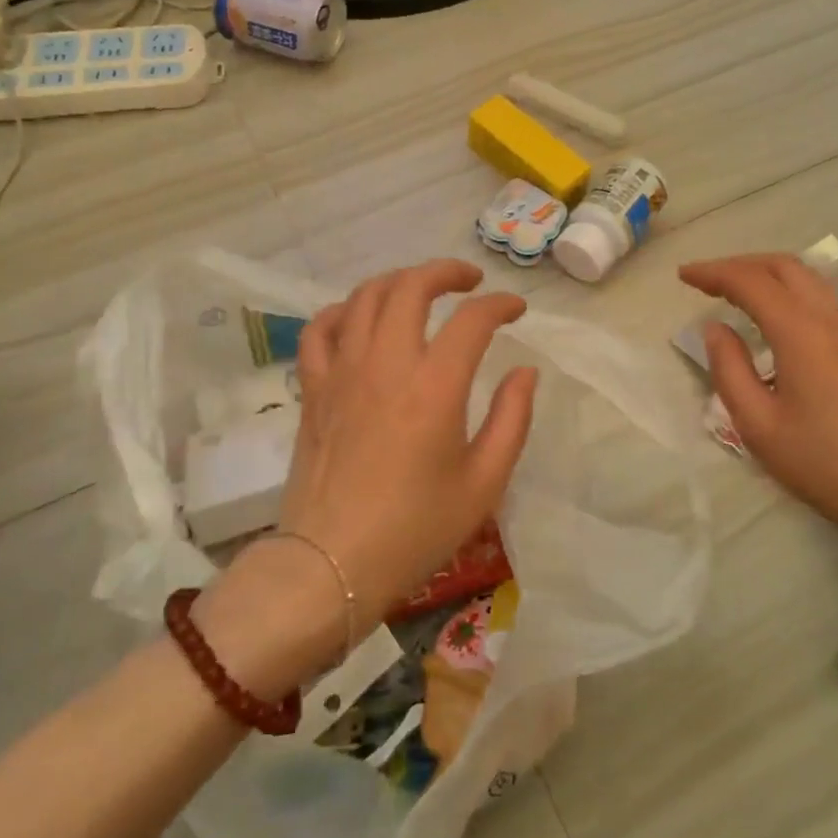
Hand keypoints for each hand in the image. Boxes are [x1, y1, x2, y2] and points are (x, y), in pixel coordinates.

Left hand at [197, 260, 537, 696]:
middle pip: (411, 287)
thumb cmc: (416, 530)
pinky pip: (319, 330)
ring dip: (398, 282)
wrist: (332, 565)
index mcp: (434, 387)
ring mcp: (342, 372)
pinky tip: (358, 319)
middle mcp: (385, 364)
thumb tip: (525, 372)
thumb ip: (512, 419)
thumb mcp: (484, 483)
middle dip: (446, 272)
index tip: (516, 311)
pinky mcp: (313, 389)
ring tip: (421, 291)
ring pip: (364, 297)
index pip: (472, 320)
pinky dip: (341, 312)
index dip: (500, 305)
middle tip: (470, 281)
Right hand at [679, 254, 837, 575]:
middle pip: (785, 266)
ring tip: (736, 293)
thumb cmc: (827, 464)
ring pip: (809, 280)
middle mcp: (831, 320)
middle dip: (741, 263)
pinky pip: (823, 300)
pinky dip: (790, 293)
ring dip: (768, 275)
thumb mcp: (759, 426)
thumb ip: (730, 370)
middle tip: (707, 279)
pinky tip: (776, 320)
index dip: (713, 272)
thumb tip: (715, 329)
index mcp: (801, 332)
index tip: (683, 276)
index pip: (751, 282)